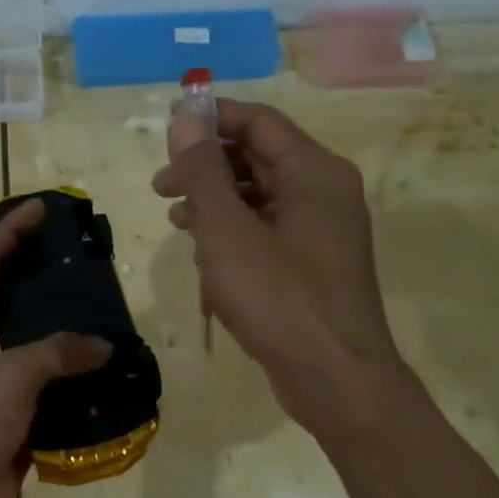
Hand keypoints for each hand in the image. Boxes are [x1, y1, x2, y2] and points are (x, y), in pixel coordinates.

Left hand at [0, 199, 111, 497]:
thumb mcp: (8, 378)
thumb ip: (56, 353)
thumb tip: (102, 345)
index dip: (11, 231)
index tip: (42, 208)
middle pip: (15, 301)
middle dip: (47, 280)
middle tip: (88, 265)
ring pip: (39, 349)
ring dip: (70, 336)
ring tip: (111, 317)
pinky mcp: (16, 420)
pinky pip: (52, 392)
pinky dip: (78, 385)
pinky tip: (111, 378)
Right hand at [153, 98, 402, 428]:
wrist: (336, 380)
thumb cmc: (279, 297)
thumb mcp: (227, 230)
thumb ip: (203, 170)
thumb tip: (185, 117)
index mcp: (314, 171)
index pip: (258, 121)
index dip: (211, 118)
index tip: (167, 131)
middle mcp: (324, 192)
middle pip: (258, 158)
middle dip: (206, 168)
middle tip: (162, 187)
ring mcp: (322, 230)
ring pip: (258, 197)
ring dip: (215, 204)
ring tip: (178, 222)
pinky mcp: (313, 264)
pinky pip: (267, 232)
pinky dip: (234, 236)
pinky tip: (206, 260)